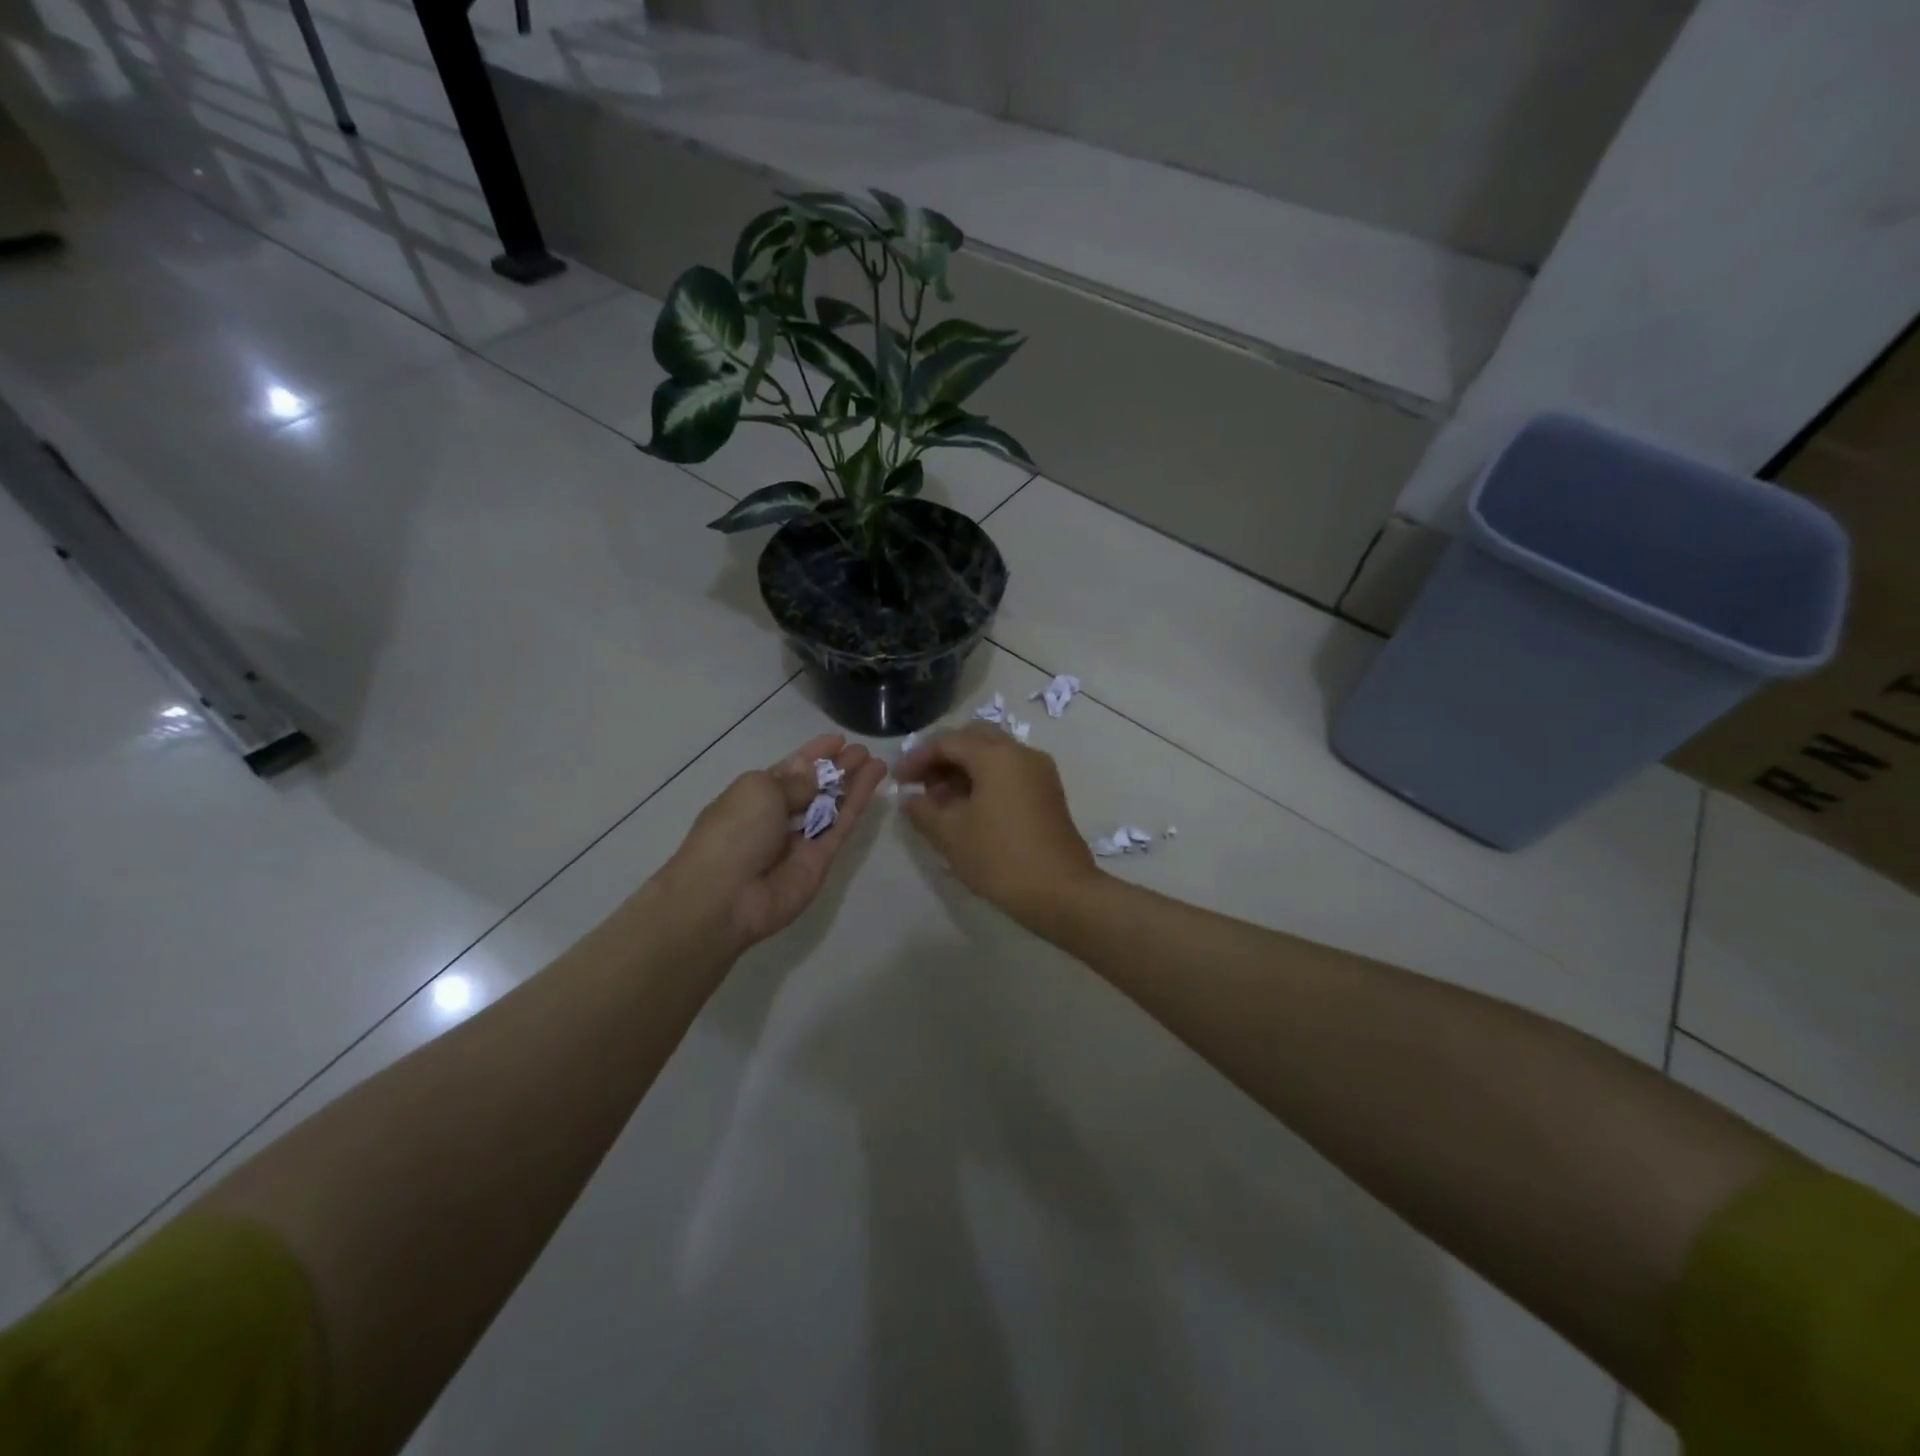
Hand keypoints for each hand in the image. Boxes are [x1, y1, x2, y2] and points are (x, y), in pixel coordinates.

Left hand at [660, 734, 885, 953]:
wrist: (726, 896)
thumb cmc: (734, 832)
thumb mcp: (760, 790)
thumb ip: (795, 781)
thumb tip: (813, 774)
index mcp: (755, 794)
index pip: (790, 769)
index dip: (814, 754)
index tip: (838, 740)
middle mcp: (779, 815)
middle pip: (814, 787)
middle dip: (837, 767)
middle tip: (863, 751)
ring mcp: (801, 838)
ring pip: (833, 805)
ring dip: (853, 782)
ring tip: (877, 760)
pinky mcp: (822, 858)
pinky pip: (843, 825)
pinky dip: (858, 802)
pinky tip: (874, 780)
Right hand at [895, 723, 1099, 927]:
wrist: (1060, 891)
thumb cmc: (999, 858)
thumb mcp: (950, 835)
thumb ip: (923, 811)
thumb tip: (910, 799)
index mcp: (996, 755)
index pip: (948, 742)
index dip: (918, 758)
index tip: (898, 780)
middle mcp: (1021, 753)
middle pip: (974, 739)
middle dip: (944, 758)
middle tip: (921, 784)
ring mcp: (1040, 772)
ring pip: (994, 755)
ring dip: (964, 770)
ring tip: (940, 803)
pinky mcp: (1048, 792)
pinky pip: (1010, 773)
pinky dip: (986, 781)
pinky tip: (968, 810)